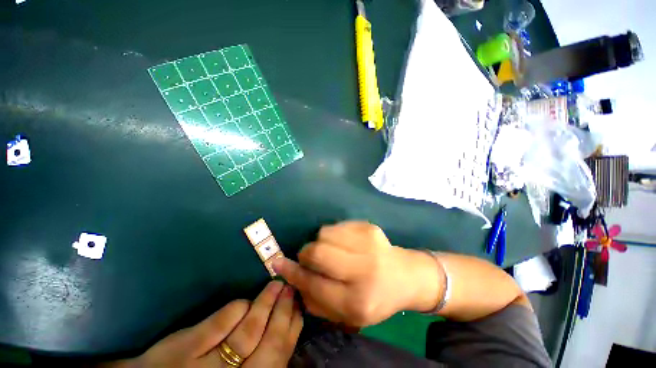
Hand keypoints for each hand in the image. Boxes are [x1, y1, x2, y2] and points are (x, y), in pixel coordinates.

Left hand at [108, 281, 302, 367]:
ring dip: (265, 305)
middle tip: (290, 288)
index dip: (292, 329)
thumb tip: (286, 329)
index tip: (300, 306)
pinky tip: (244, 302)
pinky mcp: (182, 351)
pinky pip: (218, 325)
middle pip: (268, 345)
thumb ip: (260, 359)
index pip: (279, 356)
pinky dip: (236, 310)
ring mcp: (204, 367)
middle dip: (283, 313)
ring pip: (247, 334)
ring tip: (277, 284)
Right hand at [272, 221, 441, 326]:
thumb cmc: (375, 299)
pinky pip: (336, 225)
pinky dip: (333, 234)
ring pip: (324, 233)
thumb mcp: (347, 315)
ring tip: (331, 250)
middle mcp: (364, 270)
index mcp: (357, 300)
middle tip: (309, 257)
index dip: (292, 272)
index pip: (314, 283)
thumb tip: (292, 276)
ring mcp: (368, 243)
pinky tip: (344, 243)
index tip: (277, 263)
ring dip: (320, 242)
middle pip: (318, 252)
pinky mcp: (369, 227)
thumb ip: (316, 301)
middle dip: (306, 253)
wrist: (405, 276)